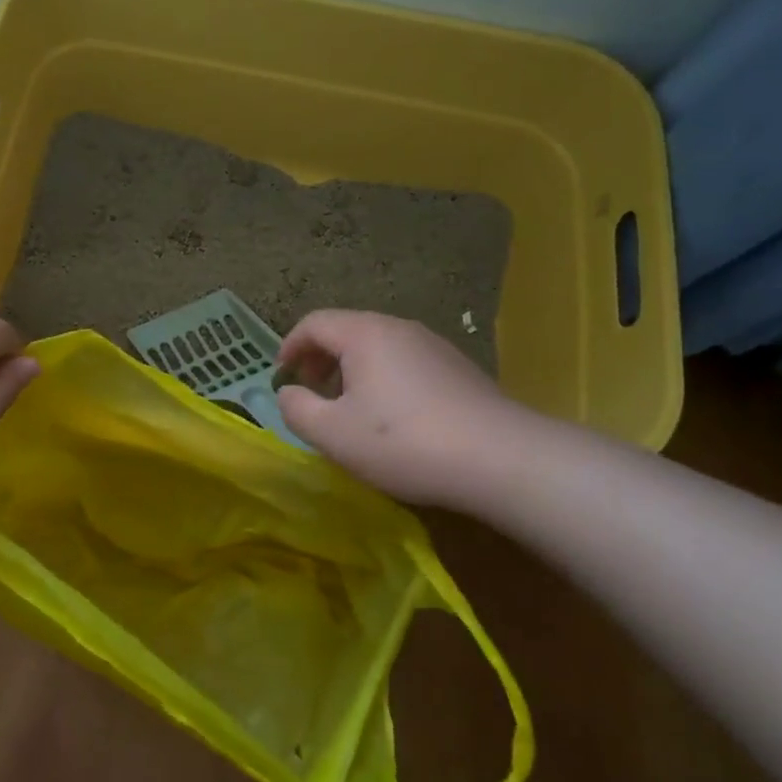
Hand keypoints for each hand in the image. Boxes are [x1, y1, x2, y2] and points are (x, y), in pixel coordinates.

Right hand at [276, 310, 532, 508]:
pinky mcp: (458, 367)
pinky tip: (393, 417)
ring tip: (349, 409)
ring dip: (352, 370)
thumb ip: (297, 409)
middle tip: (311, 393)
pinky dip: (383, 378)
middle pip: (347, 330)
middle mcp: (399, 327)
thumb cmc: (403, 442)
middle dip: (320, 359)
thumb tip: (288, 393)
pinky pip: (405, 362)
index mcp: (365, 334)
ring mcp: (434, 345)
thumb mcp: (333, 433)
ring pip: (378, 346)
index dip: (290, 347)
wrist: (500, 458)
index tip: (281, 378)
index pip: (314, 323)